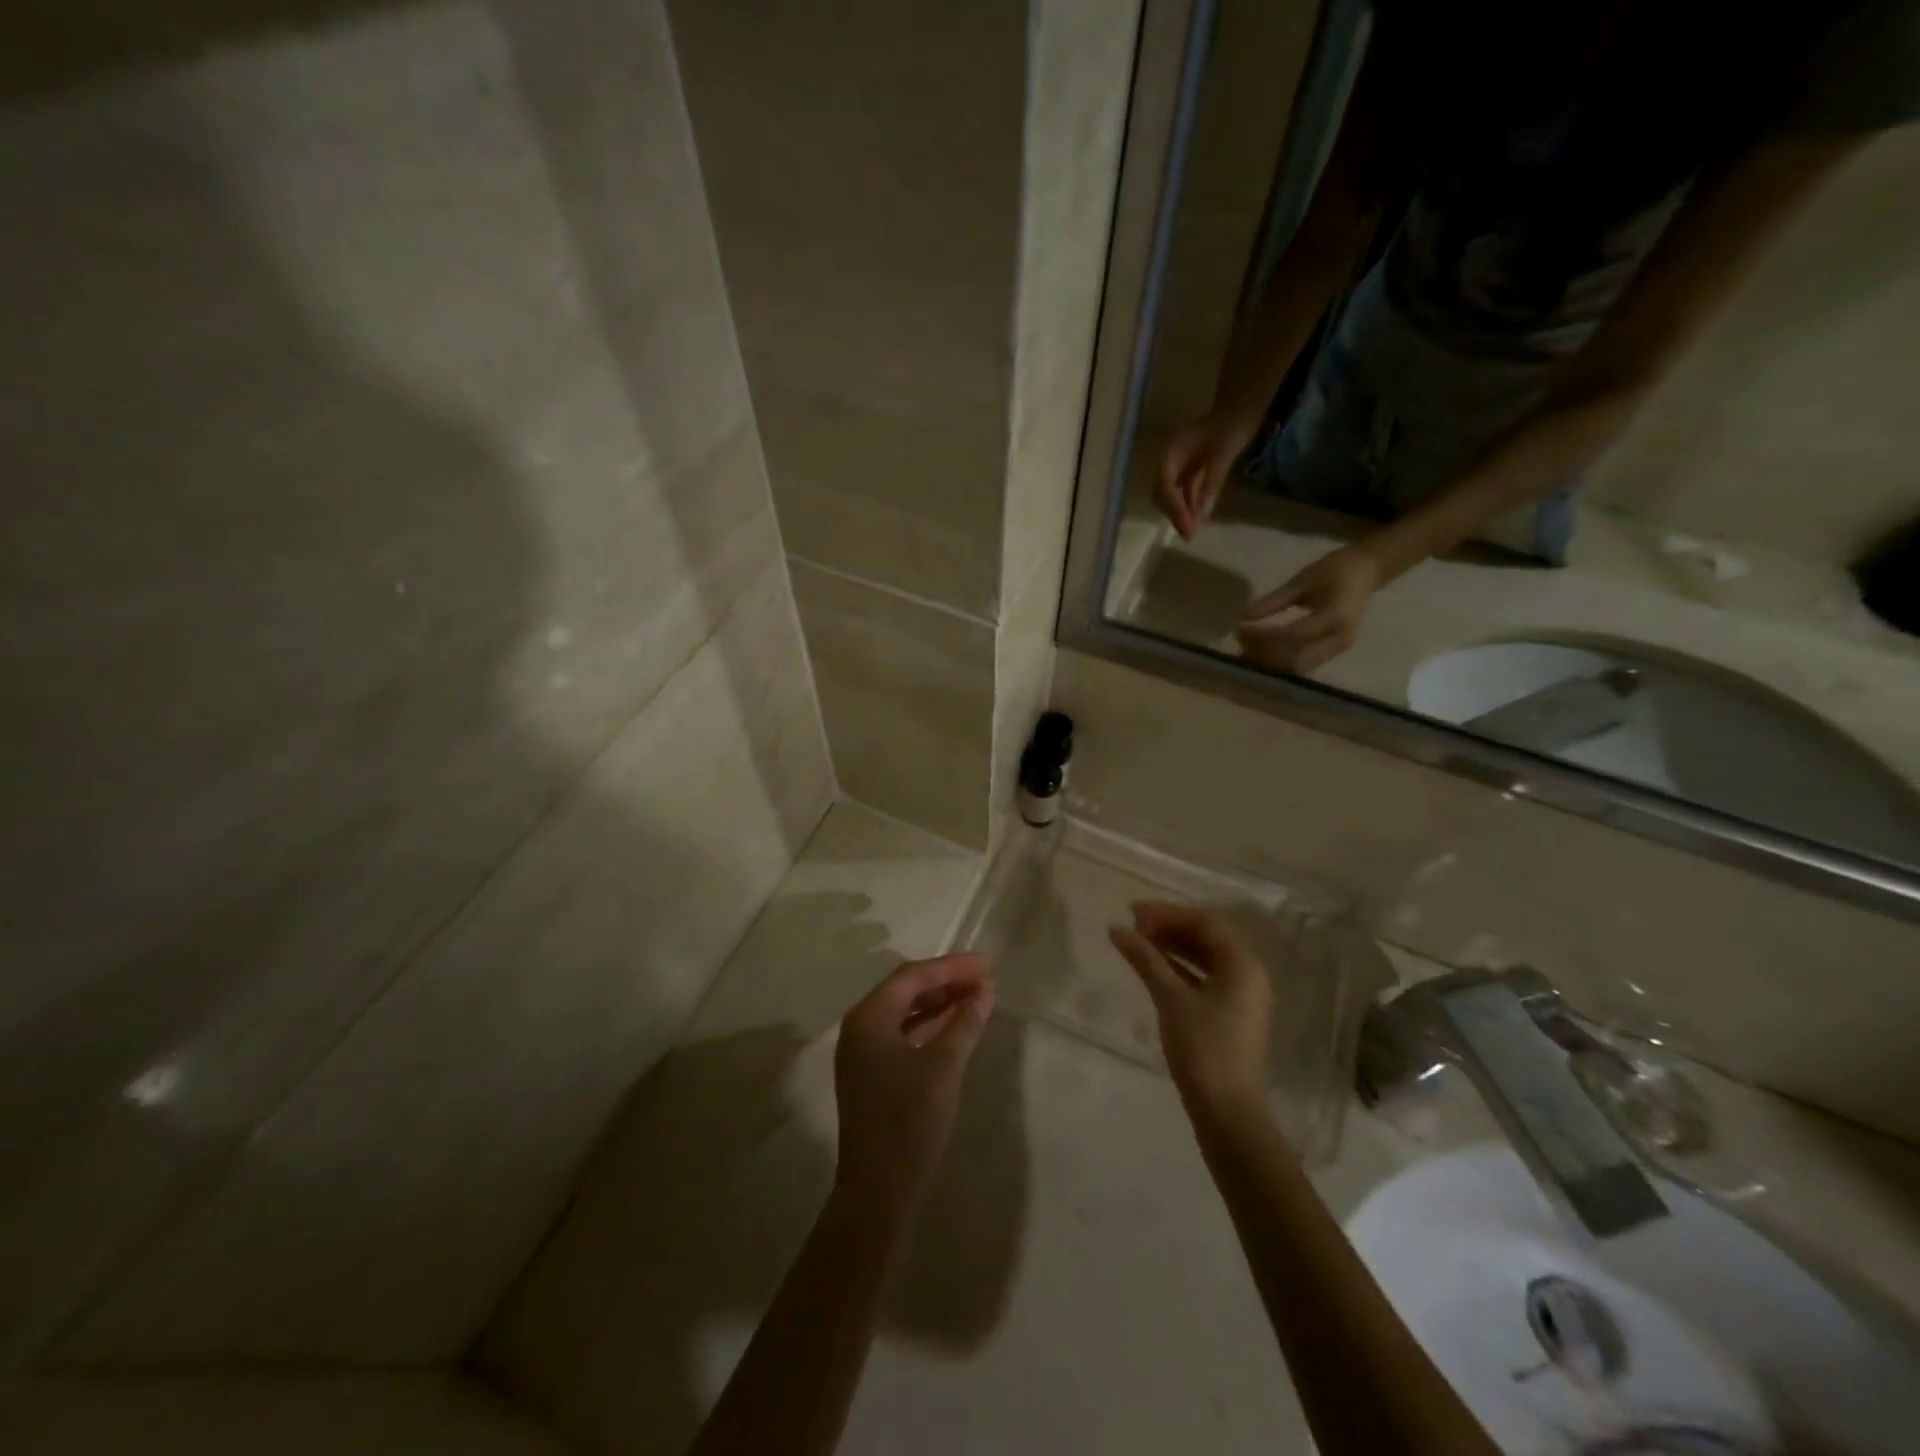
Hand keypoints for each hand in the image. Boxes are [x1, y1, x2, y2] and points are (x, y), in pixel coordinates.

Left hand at [833, 953, 994, 1210]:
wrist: (878, 1191)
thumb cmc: (909, 1121)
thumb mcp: (943, 1067)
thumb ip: (964, 1023)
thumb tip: (984, 991)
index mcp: (868, 1017)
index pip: (912, 976)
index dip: (951, 967)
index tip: (986, 965)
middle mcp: (859, 1027)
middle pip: (906, 990)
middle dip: (946, 982)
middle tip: (985, 979)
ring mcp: (862, 1053)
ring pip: (904, 1012)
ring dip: (939, 1003)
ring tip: (976, 998)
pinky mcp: (871, 1074)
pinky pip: (902, 1034)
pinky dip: (929, 1026)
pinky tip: (955, 1027)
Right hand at [1109, 902, 1271, 1117]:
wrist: (1227, 1112)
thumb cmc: (1203, 1049)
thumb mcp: (1171, 999)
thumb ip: (1145, 959)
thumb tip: (1117, 929)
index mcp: (1243, 964)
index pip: (1205, 921)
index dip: (1168, 912)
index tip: (1133, 913)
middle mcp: (1248, 973)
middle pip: (1207, 936)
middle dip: (1170, 926)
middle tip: (1134, 924)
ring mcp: (1241, 996)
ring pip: (1205, 957)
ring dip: (1173, 945)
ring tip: (1139, 941)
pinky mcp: (1230, 1014)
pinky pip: (1204, 977)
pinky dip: (1179, 967)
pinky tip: (1153, 967)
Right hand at [1156, 414, 1256, 540]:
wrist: (1242, 408)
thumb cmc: (1231, 426)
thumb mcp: (1222, 456)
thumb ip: (1210, 484)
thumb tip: (1202, 516)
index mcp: (1169, 454)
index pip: (1165, 487)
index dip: (1175, 509)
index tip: (1187, 528)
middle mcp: (1168, 461)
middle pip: (1163, 495)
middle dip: (1175, 514)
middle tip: (1188, 534)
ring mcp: (1178, 465)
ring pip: (1172, 496)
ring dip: (1182, 512)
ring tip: (1193, 530)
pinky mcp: (1190, 469)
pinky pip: (1185, 491)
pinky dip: (1190, 504)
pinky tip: (1199, 516)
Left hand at [1235, 541, 1382, 673]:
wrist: (1367, 572)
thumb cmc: (1336, 569)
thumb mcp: (1303, 580)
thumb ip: (1274, 601)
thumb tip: (1244, 618)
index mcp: (1336, 616)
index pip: (1293, 636)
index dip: (1263, 636)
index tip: (1240, 628)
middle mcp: (1340, 638)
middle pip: (1295, 659)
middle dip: (1264, 654)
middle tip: (1240, 641)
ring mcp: (1338, 649)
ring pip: (1298, 667)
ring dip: (1269, 662)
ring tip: (1246, 649)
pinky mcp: (1333, 653)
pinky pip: (1303, 664)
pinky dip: (1279, 662)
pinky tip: (1260, 653)